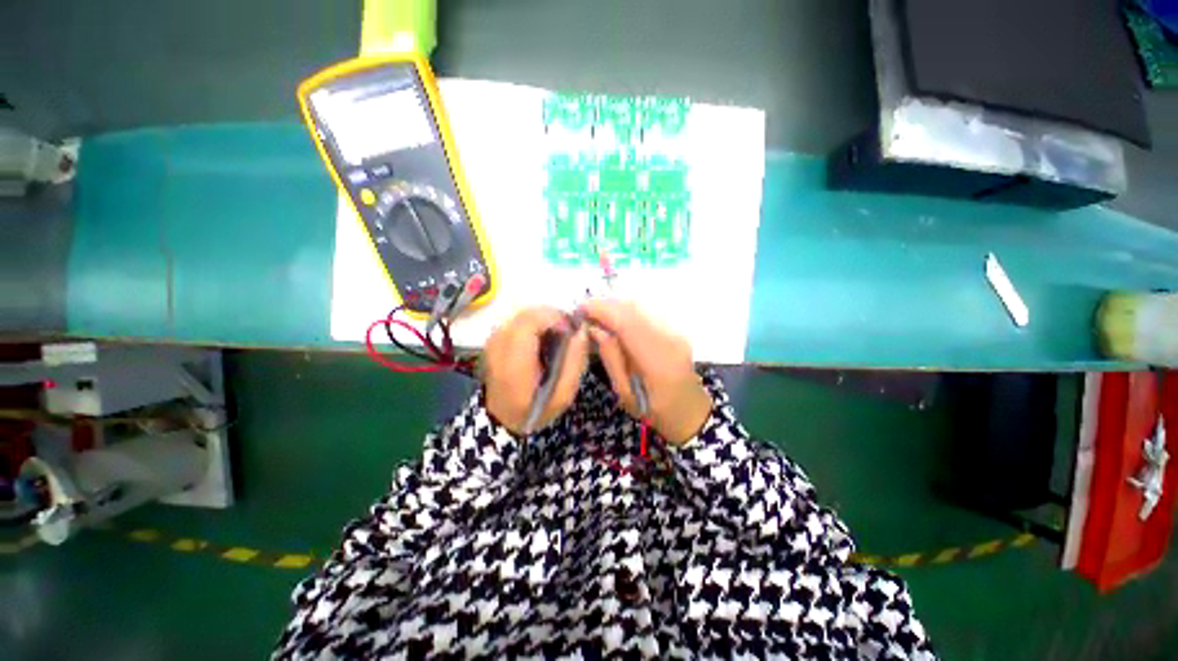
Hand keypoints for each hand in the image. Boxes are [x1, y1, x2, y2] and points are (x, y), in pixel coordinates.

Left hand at [483, 307, 589, 435]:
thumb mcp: (563, 394)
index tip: (570, 330)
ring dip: (543, 319)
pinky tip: (541, 338)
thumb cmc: (535, 409)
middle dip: (552, 316)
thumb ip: (574, 362)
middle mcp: (498, 346)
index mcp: (514, 363)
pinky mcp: (493, 338)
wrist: (502, 418)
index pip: (530, 322)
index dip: (554, 318)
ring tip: (555, 336)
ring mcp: (493, 340)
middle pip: (526, 313)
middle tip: (566, 331)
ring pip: (522, 313)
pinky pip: (517, 319)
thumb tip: (580, 330)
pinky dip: (534, 322)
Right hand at [580, 300, 712, 444]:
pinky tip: (615, 317)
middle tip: (585, 310)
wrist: (689, 409)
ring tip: (596, 312)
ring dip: (616, 305)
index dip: (603, 311)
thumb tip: (595, 328)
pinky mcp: (676, 328)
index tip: (580, 308)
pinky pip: (647, 311)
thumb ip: (611, 358)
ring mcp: (676, 331)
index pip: (628, 324)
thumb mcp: (624, 392)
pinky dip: (627, 310)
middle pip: (635, 309)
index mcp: (658, 362)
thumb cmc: (654, 410)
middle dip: (606, 304)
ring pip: (642, 306)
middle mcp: (670, 340)